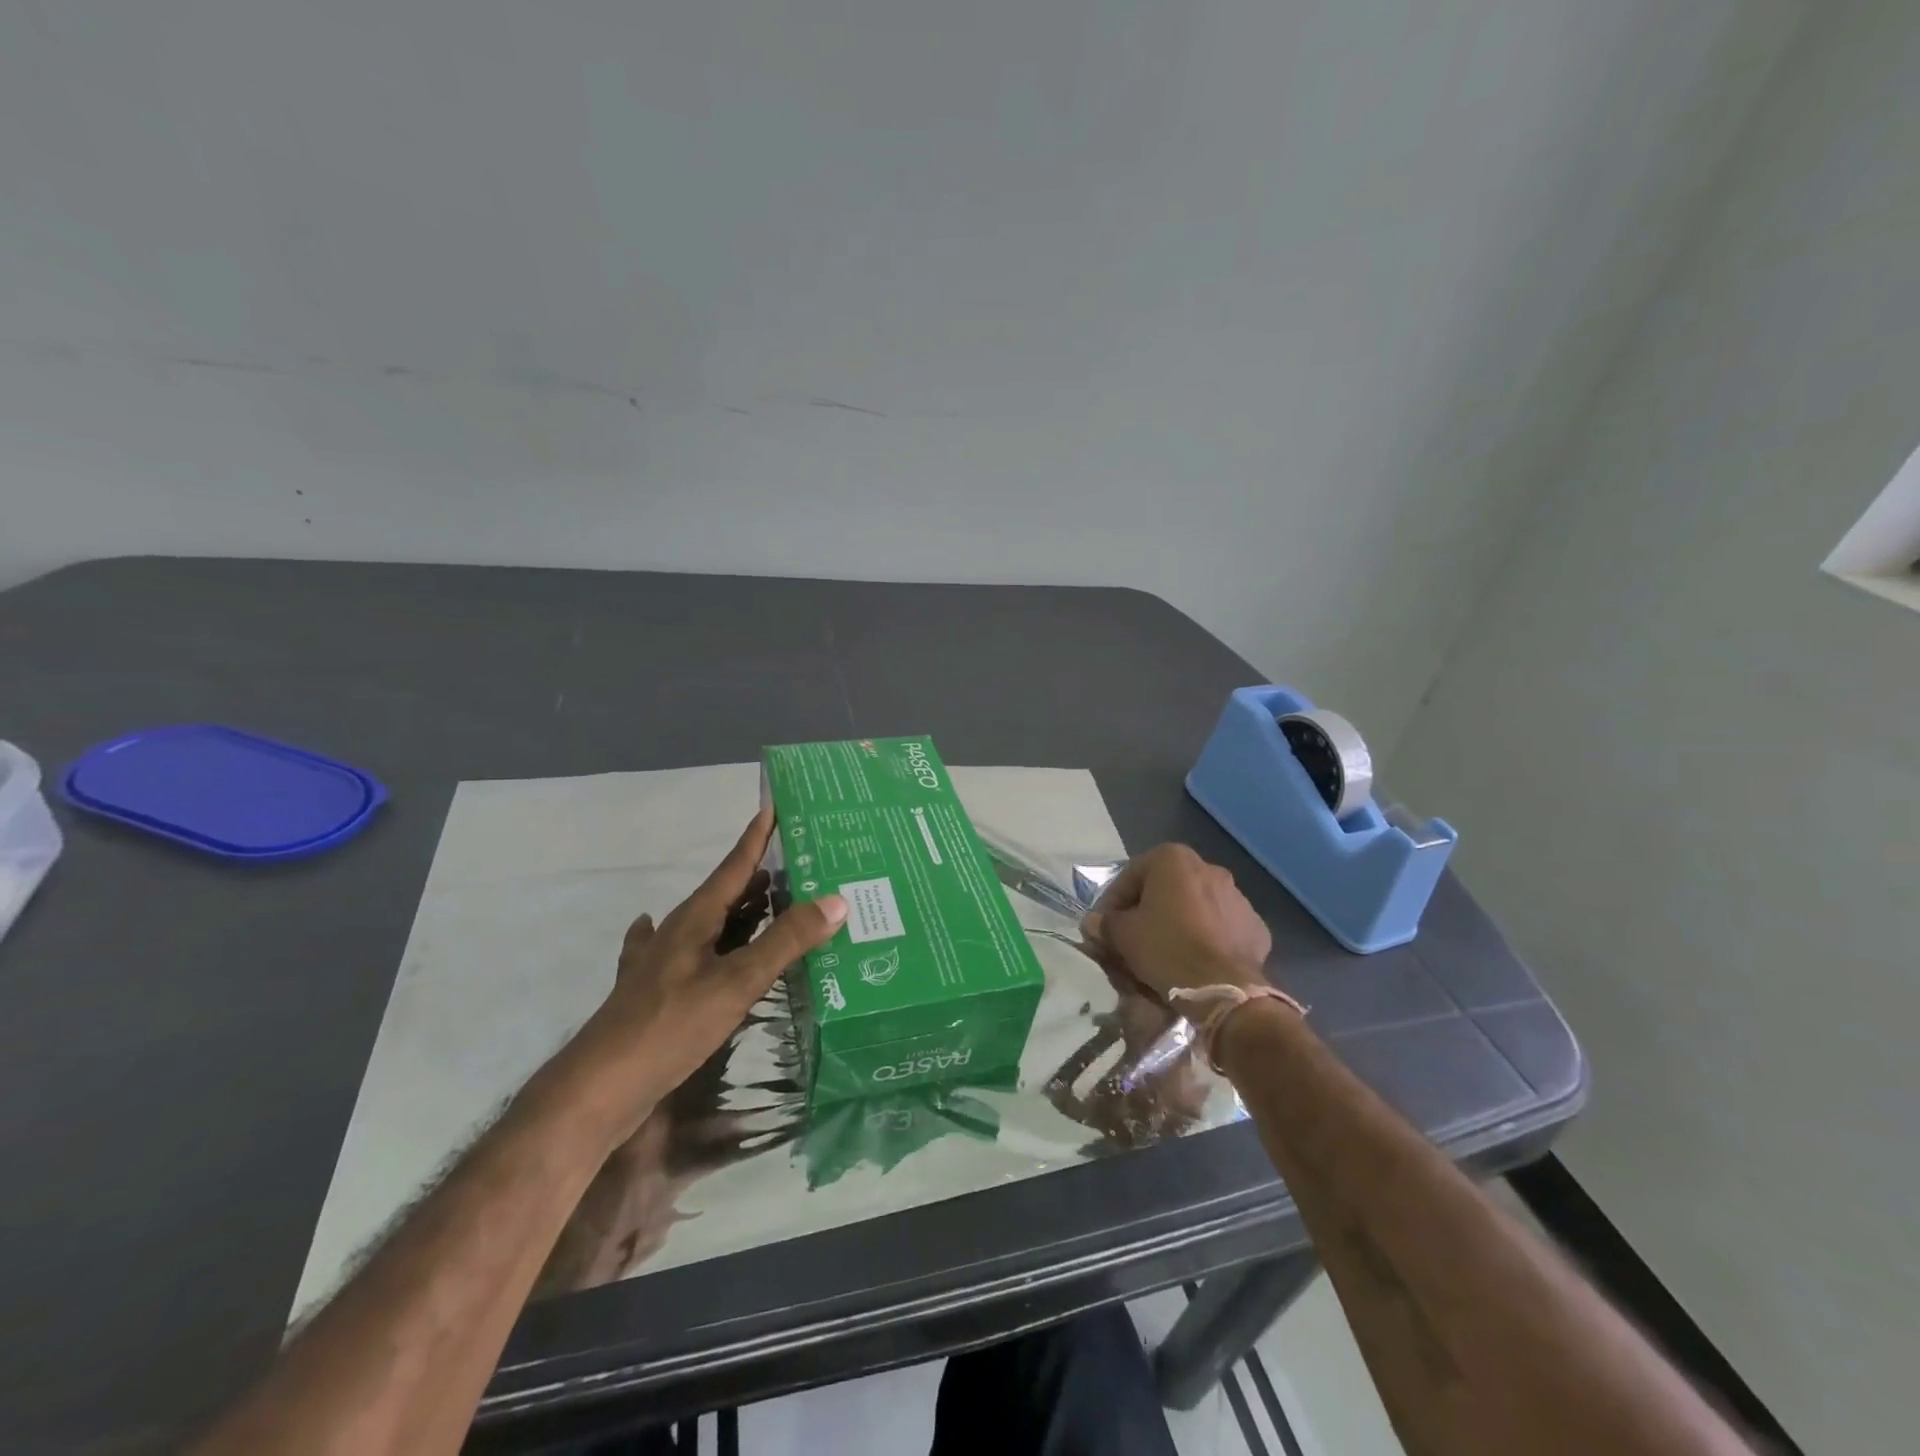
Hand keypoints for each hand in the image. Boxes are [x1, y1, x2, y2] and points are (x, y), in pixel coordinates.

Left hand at [567, 809, 845, 1136]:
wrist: (599, 1089)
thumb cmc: (670, 1025)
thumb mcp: (736, 982)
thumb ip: (786, 941)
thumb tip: (837, 900)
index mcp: (695, 918)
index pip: (734, 865)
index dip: (757, 836)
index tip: (775, 805)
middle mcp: (679, 932)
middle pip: (726, 894)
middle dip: (761, 877)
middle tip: (802, 865)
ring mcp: (664, 963)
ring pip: (712, 924)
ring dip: (743, 911)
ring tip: (776, 902)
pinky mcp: (660, 993)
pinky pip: (694, 955)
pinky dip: (712, 944)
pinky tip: (697, 943)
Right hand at [1081, 843, 1270, 999]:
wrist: (1223, 989)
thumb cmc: (1165, 949)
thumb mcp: (1122, 935)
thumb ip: (1105, 923)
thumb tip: (1094, 922)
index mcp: (1173, 859)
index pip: (1129, 877)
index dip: (1111, 903)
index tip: (1104, 928)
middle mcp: (1209, 868)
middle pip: (1164, 889)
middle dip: (1146, 912)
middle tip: (1132, 940)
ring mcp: (1237, 897)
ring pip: (1195, 908)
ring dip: (1177, 924)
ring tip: (1164, 954)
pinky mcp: (1255, 927)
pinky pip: (1220, 929)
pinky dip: (1206, 940)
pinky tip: (1194, 963)